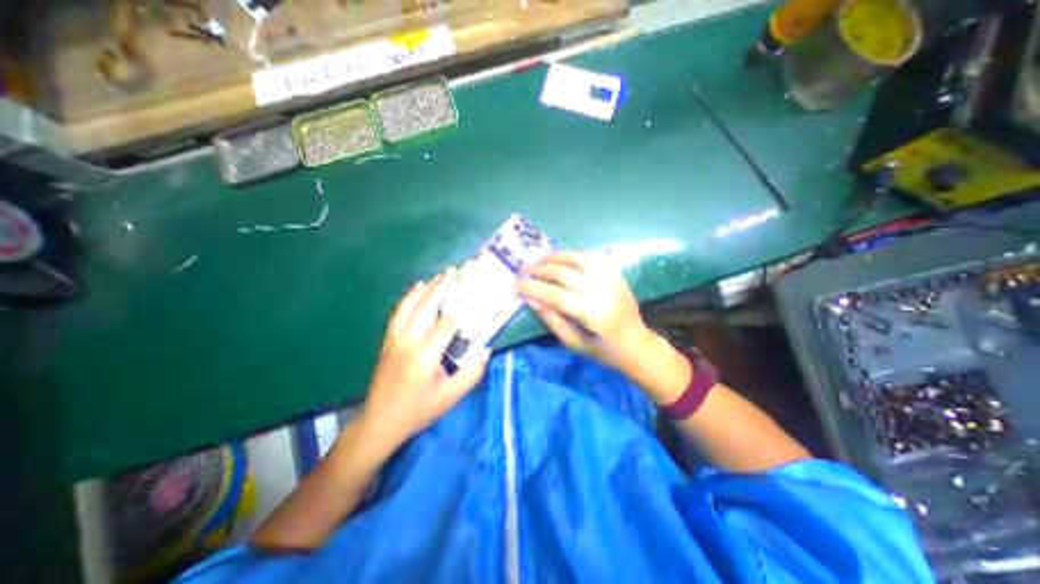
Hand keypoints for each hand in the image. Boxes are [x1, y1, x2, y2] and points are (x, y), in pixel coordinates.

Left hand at [363, 268, 492, 445]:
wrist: (380, 421)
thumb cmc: (418, 411)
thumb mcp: (450, 397)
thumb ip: (471, 373)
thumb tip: (486, 350)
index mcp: (424, 356)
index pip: (445, 325)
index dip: (461, 311)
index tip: (474, 296)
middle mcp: (407, 341)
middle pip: (425, 307)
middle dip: (440, 287)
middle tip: (453, 271)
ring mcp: (394, 339)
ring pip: (409, 306)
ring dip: (424, 289)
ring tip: (438, 277)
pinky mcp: (388, 340)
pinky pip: (398, 312)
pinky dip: (409, 298)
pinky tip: (417, 290)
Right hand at [519, 248, 651, 368]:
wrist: (638, 346)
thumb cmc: (605, 352)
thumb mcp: (575, 344)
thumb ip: (553, 321)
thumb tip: (532, 301)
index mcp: (592, 314)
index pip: (556, 295)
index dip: (533, 289)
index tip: (516, 285)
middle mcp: (603, 291)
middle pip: (566, 273)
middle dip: (541, 270)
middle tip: (525, 269)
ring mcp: (612, 280)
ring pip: (580, 258)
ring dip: (557, 256)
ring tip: (541, 260)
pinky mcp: (617, 275)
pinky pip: (595, 257)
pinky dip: (576, 254)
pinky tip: (565, 258)